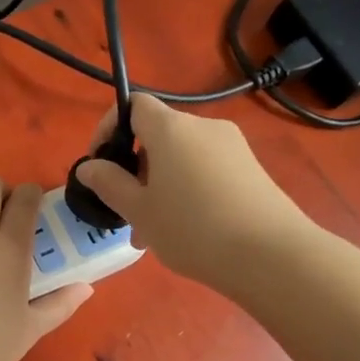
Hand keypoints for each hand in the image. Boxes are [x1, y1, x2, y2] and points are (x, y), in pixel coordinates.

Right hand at [75, 94, 309, 289]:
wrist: (271, 255)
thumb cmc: (192, 229)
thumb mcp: (139, 210)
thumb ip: (109, 184)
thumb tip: (89, 166)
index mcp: (171, 129)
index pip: (134, 105)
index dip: (109, 127)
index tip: (99, 164)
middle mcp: (204, 127)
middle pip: (158, 136)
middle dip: (136, 170)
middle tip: (126, 213)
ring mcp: (233, 147)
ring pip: (182, 159)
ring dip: (160, 187)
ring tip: (154, 234)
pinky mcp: (252, 169)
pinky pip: (206, 171)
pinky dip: (188, 191)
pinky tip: (188, 232)